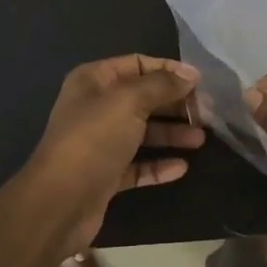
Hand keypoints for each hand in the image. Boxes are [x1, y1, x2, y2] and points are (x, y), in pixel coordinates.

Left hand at [21, 55, 204, 253]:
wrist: (59, 202)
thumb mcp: (129, 101)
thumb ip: (162, 85)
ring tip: (200, 140)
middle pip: (143, 98)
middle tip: (207, 114)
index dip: (169, 70)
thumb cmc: (94, 139)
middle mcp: (95, 107)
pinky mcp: (106, 175)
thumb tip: (191, 74)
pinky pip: (139, 165)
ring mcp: (100, 143)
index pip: (138, 64)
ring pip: (143, 132)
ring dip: (172, 134)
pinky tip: (182, 167)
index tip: (200, 82)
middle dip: (174, 104)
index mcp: (94, 80)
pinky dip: (159, 165)